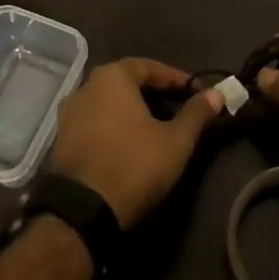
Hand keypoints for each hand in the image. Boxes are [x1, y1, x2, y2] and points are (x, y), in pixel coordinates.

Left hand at [47, 59, 222, 228]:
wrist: (80, 212)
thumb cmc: (133, 166)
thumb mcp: (176, 141)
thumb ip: (197, 113)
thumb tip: (218, 93)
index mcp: (112, 76)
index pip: (150, 67)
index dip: (178, 80)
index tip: (199, 94)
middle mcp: (86, 86)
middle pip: (128, 82)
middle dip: (155, 93)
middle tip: (180, 108)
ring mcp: (69, 113)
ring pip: (110, 103)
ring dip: (134, 110)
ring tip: (158, 127)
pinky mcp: (61, 139)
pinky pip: (96, 122)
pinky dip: (116, 126)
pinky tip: (131, 143)